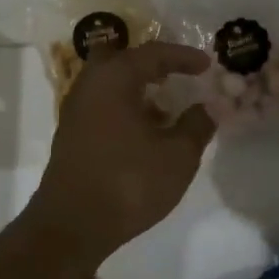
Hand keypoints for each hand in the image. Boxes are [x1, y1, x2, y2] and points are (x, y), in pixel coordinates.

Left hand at [32, 41, 216, 258]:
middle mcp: (90, 84)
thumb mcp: (177, 156)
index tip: (207, 64)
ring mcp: (75, 109)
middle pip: (120, 58)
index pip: (153, 54)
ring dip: (136, 88)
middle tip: (175, 75)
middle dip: (150, 64)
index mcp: (114, 78)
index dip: (183, 56)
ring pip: (108, 82)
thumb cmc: (128, 182)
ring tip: (166, 110)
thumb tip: (208, 107)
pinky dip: (123, 106)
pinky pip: (101, 104)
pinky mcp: (70, 133)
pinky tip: (143, 133)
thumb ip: (197, 125)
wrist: (72, 225)